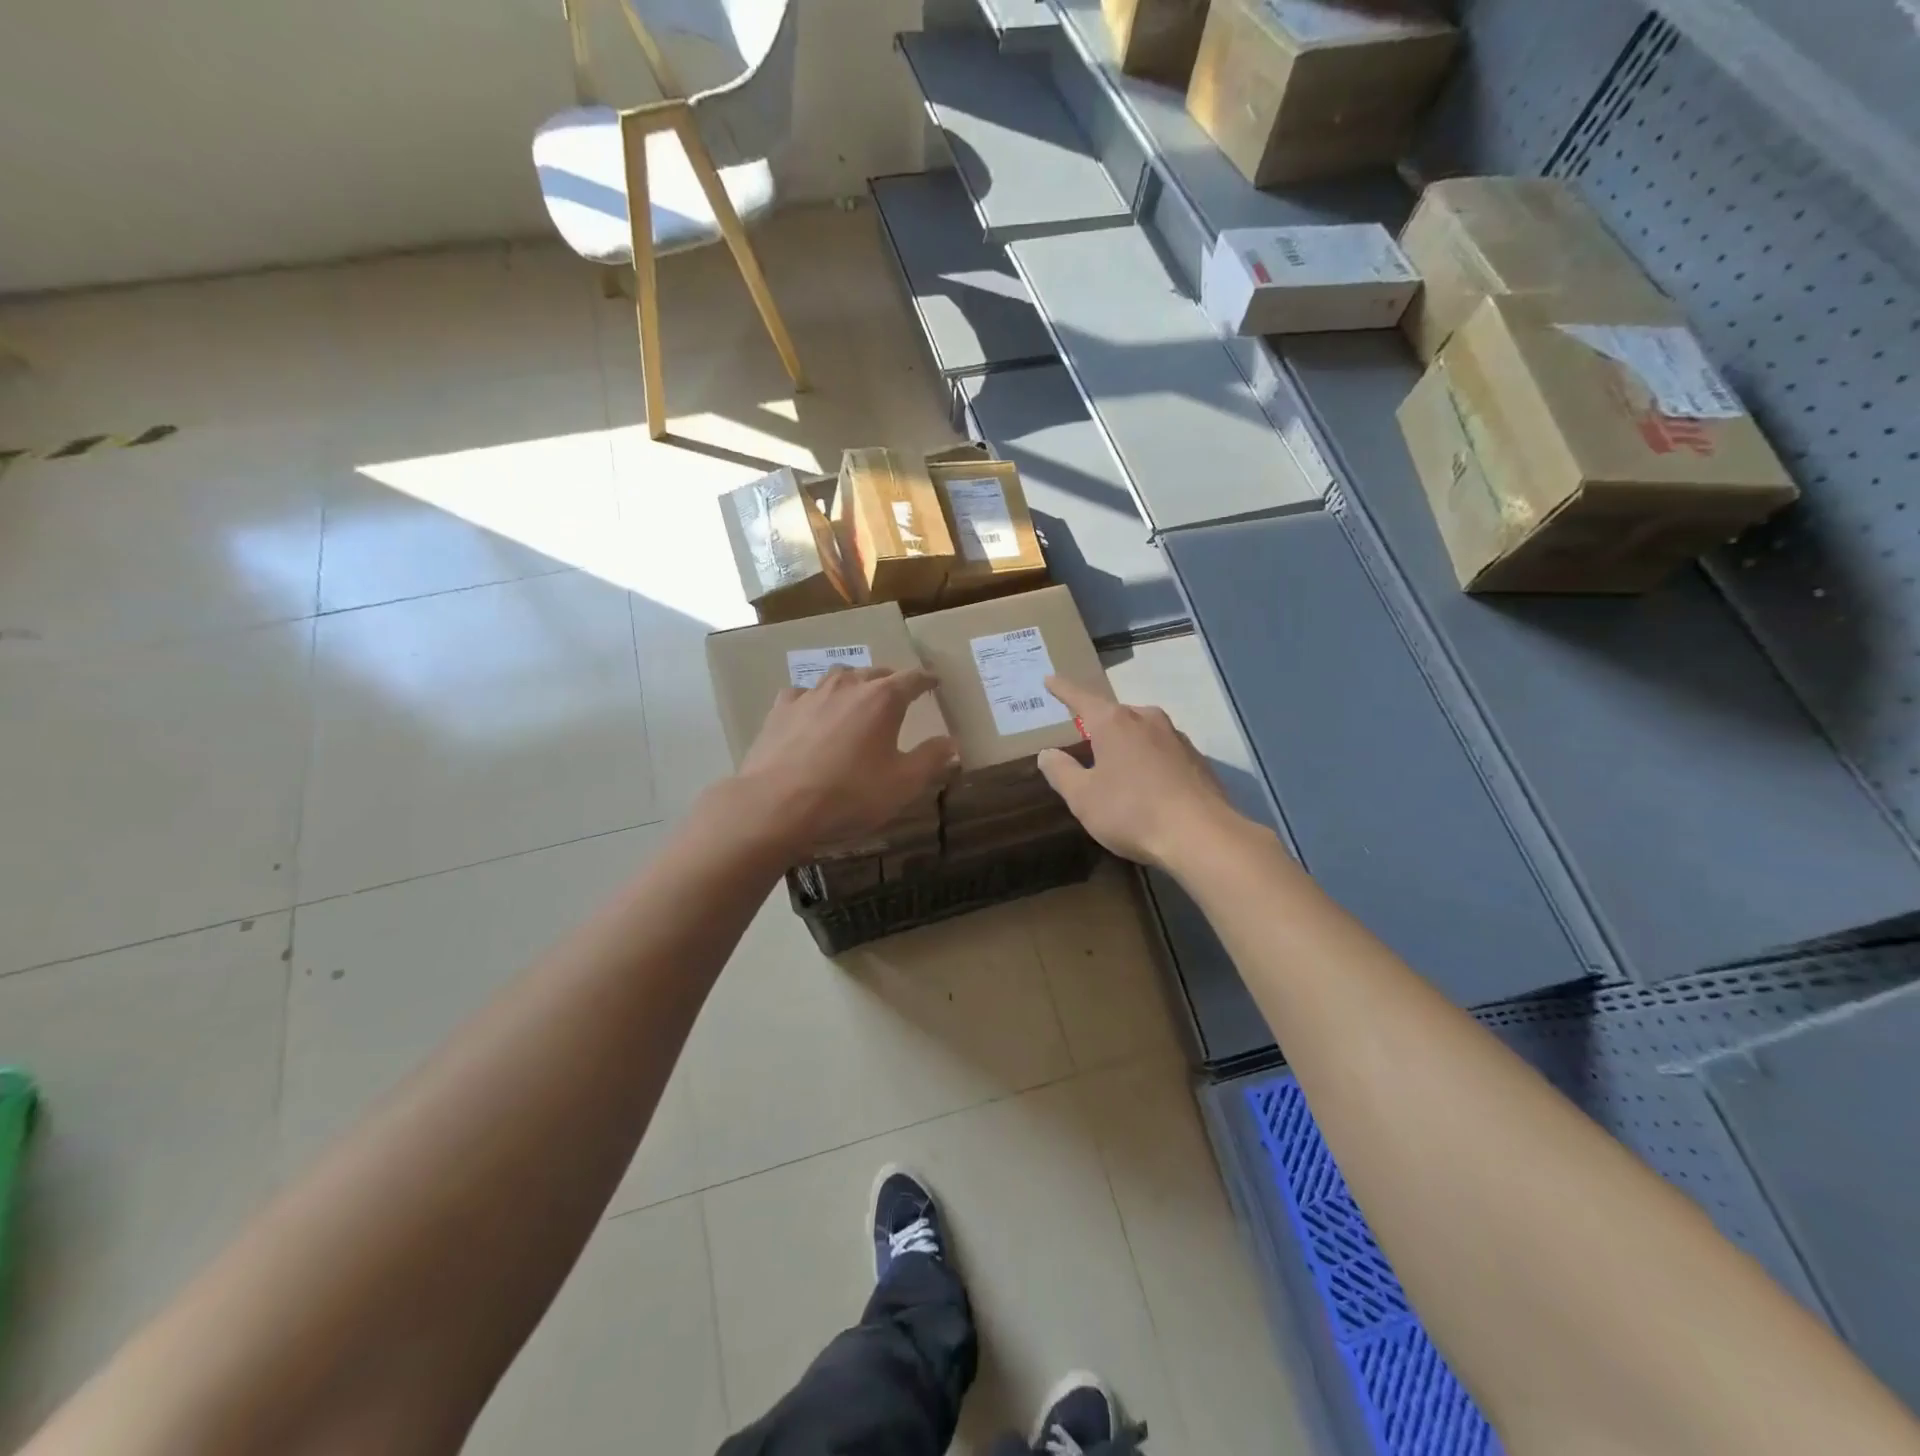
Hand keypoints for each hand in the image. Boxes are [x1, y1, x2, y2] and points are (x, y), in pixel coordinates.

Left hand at [736, 665, 958, 855]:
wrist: (777, 805)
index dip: (927, 679)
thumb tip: (951, 743)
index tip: (935, 681)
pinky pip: (804, 694)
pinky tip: (813, 713)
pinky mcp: (781, 709)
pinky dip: (815, 700)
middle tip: (899, 694)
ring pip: (839, 677)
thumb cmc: (849, 794)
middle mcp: (848, 686)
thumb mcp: (903, 784)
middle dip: (891, 681)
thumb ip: (931, 759)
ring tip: (858, 699)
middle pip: (875, 673)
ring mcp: (811, 694)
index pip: (913, 678)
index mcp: (883, 699)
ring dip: (853, 685)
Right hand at [1037, 675, 1243, 868]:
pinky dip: (1148, 760)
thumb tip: (1047, 753)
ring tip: (1114, 764)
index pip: (1080, 698)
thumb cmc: (1131, 812)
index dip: (1062, 689)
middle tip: (1082, 736)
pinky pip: (1162, 751)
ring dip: (1125, 742)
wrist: (1202, 836)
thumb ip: (1061, 772)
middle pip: (1114, 714)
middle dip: (1097, 723)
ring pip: (1141, 731)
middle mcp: (1146, 719)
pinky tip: (1146, 784)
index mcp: (1114, 722)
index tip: (1049, 679)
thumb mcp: (1083, 797)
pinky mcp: (1197, 759)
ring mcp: (1176, 737)